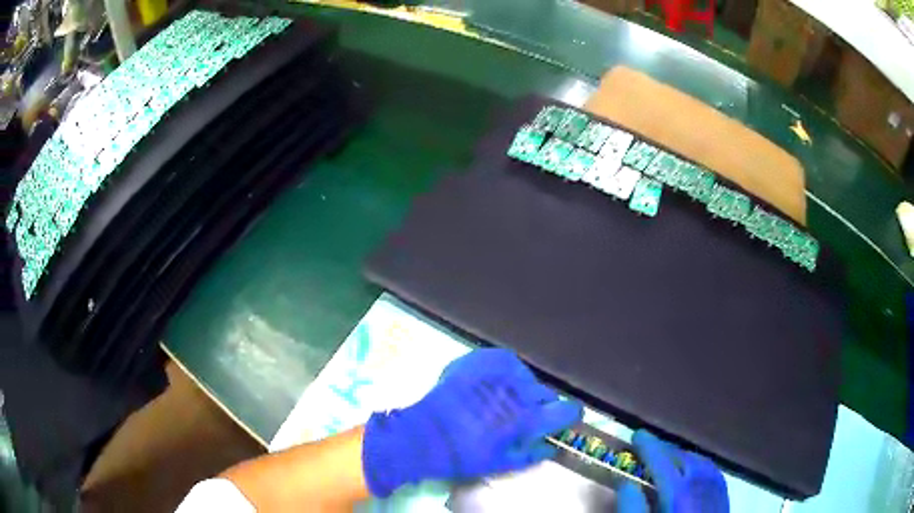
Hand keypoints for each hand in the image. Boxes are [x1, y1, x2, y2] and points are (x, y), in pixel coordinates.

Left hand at [362, 348, 583, 496]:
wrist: (423, 436)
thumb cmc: (463, 456)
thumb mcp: (501, 464)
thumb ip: (532, 455)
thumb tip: (552, 447)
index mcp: (526, 419)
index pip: (564, 410)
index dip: (570, 413)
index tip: (567, 415)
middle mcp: (517, 392)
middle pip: (545, 392)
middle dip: (541, 404)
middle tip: (526, 414)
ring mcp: (496, 373)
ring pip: (525, 375)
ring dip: (523, 387)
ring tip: (507, 397)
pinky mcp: (477, 361)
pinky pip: (503, 358)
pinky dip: (505, 369)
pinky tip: (496, 380)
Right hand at [617, 430, 728, 512]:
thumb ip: (631, 508)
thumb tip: (625, 482)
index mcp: (679, 495)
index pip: (663, 463)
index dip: (650, 447)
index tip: (637, 434)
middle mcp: (702, 487)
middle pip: (685, 458)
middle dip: (666, 449)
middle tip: (647, 448)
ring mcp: (716, 493)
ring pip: (703, 463)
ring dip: (683, 456)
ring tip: (667, 458)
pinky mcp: (723, 501)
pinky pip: (714, 473)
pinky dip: (701, 465)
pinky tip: (694, 471)